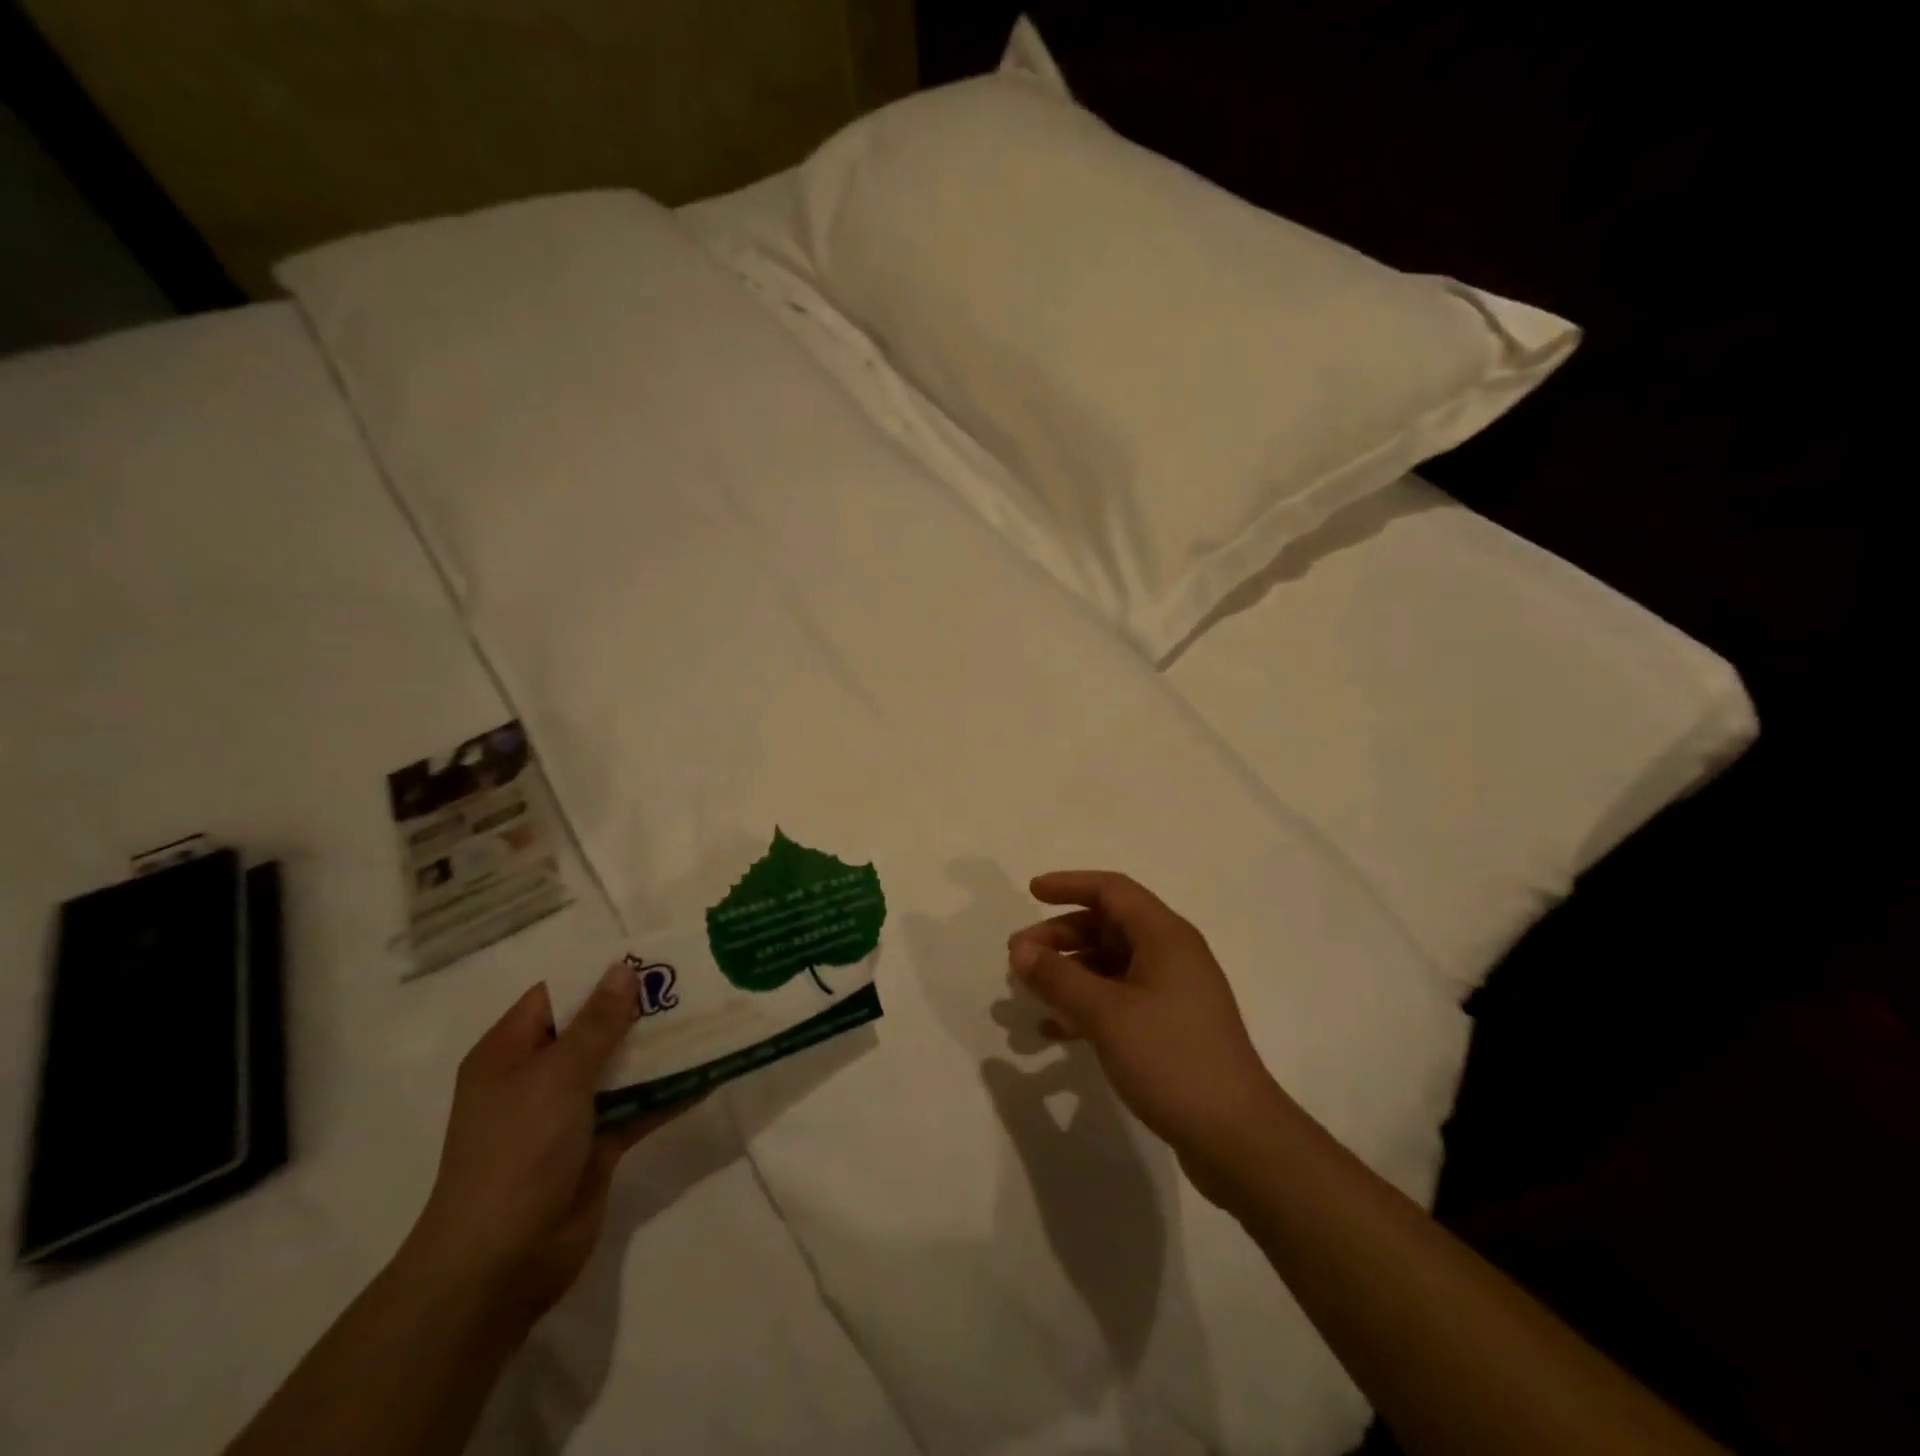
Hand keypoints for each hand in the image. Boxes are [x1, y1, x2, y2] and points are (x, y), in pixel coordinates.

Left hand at [403, 964, 679, 1323]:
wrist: (499, 1265)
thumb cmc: (516, 1152)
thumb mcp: (557, 1076)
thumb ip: (597, 1023)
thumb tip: (624, 969)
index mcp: (511, 1052)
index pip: (558, 994)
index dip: (602, 974)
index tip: (654, 957)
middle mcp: (538, 1076)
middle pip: (596, 1028)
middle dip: (642, 1009)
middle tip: (696, 982)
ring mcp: (568, 1113)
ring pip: (623, 1066)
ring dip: (663, 1048)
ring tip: (713, 1018)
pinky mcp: (598, 1144)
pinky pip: (640, 1105)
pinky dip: (670, 1091)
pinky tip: (712, 1072)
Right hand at [1008, 871, 1286, 1202]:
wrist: (1237, 1137)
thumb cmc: (1171, 1058)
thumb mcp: (1106, 1013)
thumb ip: (1058, 977)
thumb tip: (1020, 950)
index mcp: (1165, 936)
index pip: (1112, 890)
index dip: (1069, 885)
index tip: (1031, 892)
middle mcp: (1172, 955)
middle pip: (1108, 926)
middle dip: (1061, 936)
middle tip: (1018, 955)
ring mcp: (1173, 993)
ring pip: (1111, 965)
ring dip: (1069, 972)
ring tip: (1029, 991)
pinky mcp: (1171, 1028)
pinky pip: (1120, 999)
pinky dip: (1087, 1005)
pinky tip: (1054, 1030)